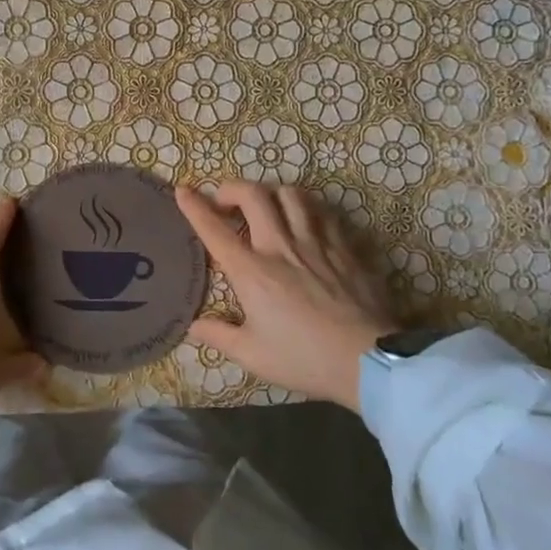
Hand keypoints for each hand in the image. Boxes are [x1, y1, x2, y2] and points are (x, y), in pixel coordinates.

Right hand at [175, 181, 397, 411]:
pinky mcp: (345, 248)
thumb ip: (219, 336)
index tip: (183, 190)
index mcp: (251, 271)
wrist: (368, 361)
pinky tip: (307, 222)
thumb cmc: (303, 358)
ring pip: (292, 195)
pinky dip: (309, 210)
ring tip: (268, 206)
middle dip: (232, 188)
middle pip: (253, 195)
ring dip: (273, 194)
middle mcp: (280, 246)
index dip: (194, 206)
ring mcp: (316, 243)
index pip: (214, 230)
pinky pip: (324, 213)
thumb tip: (193, 325)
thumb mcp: (252, 355)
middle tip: (226, 201)